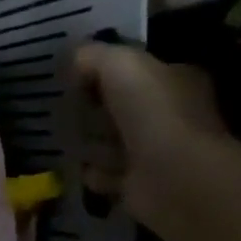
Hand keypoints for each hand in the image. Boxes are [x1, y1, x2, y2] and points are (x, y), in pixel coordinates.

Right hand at [74, 40, 227, 229]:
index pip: (139, 71)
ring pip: (113, 142)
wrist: (172, 176)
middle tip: (64, 109)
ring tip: (69, 139)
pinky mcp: (142, 185)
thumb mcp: (119, 64)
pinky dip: (94, 173)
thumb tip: (74, 59)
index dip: (107, 72)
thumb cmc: (152, 112)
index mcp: (177, 81)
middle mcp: (172, 115)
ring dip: (91, 143)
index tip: (75, 77)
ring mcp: (159, 153)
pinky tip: (84, 167)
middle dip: (94, 110)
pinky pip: (107, 175)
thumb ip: (93, 55)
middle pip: (123, 108)